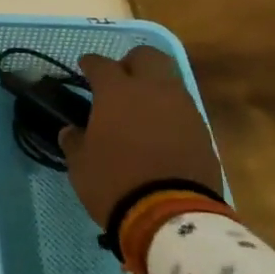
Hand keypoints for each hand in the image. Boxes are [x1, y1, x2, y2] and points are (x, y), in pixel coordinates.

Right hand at [60, 45, 223, 225]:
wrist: (172, 217)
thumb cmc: (116, 183)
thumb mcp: (81, 165)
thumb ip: (75, 141)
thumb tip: (72, 131)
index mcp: (117, 92)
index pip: (101, 64)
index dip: (90, 64)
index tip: (85, 68)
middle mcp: (152, 90)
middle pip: (147, 56)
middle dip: (132, 63)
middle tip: (120, 81)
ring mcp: (182, 108)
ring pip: (169, 80)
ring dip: (154, 88)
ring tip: (142, 110)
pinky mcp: (202, 131)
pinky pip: (183, 109)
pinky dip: (170, 113)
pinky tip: (160, 132)